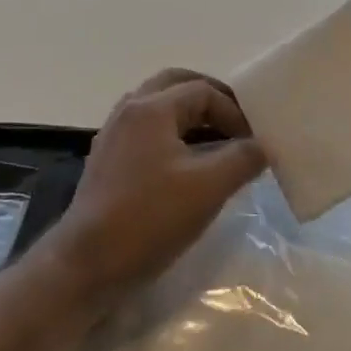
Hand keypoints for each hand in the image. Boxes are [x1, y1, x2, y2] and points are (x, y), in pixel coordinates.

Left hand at [42, 68, 266, 299]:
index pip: (203, 91)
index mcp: (151, 108)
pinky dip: (173, 135)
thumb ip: (244, 158)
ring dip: (191, 117)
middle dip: (210, 99)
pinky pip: (147, 132)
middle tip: (237, 122)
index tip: (254, 142)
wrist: (88, 264)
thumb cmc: (150, 218)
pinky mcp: (108, 161)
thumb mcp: (209, 187)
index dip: (234, 111)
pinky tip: (189, 165)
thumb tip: (262, 145)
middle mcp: (128, 111)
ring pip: (159, 108)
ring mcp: (114, 135)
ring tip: (219, 142)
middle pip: (175, 85)